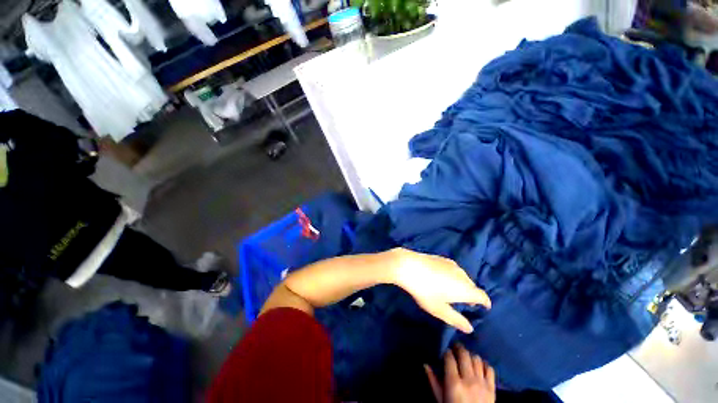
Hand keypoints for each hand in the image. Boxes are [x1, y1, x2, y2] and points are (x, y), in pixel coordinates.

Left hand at [390, 249, 490, 332]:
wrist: (409, 266)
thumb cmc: (425, 291)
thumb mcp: (439, 310)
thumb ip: (456, 320)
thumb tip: (470, 328)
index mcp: (465, 289)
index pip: (483, 296)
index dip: (485, 303)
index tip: (484, 307)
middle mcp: (462, 274)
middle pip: (472, 286)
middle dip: (471, 294)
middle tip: (463, 302)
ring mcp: (451, 264)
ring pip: (462, 277)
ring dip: (461, 284)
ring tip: (451, 291)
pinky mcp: (441, 258)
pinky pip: (453, 269)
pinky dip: (452, 275)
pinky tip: (441, 278)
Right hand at [425, 344, 495, 402]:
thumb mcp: (441, 399)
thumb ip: (433, 382)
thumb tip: (425, 365)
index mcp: (454, 383)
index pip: (449, 358)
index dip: (446, 352)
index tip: (445, 352)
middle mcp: (468, 380)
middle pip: (464, 354)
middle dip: (458, 348)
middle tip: (455, 348)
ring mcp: (482, 383)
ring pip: (476, 359)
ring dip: (470, 355)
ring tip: (466, 357)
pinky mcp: (492, 388)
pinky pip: (490, 369)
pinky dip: (484, 364)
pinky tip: (479, 366)